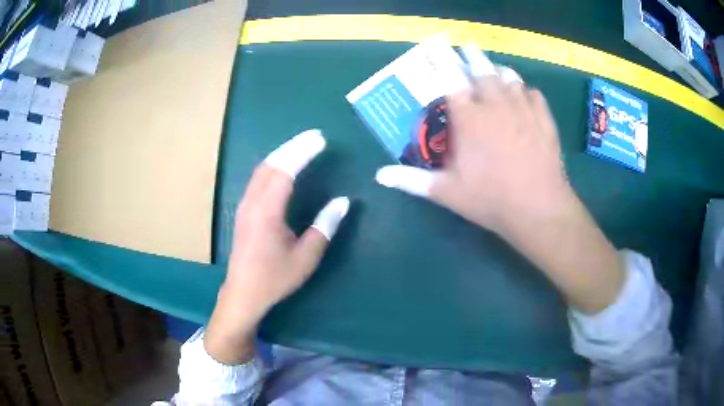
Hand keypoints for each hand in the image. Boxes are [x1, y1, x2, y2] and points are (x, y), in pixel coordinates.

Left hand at [204, 130, 349, 363]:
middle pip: (270, 164)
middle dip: (292, 146)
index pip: (285, 172)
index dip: (302, 152)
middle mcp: (252, 203)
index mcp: (267, 212)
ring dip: (281, 154)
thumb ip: (324, 227)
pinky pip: (258, 179)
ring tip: (301, 146)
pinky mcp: (243, 211)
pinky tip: (282, 167)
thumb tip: (343, 201)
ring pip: (261, 170)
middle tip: (314, 137)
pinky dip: (273, 166)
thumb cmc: (274, 278)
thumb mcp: (306, 258)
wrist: (243, 293)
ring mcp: (244, 205)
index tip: (320, 140)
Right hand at [376, 47, 573, 237]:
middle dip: (473, 56)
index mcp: (469, 118)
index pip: (451, 79)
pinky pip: (533, 93)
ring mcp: (523, 109)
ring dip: (499, 70)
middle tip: (468, 48)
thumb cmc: (490, 199)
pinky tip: (524, 94)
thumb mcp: (447, 192)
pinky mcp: (544, 119)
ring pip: (509, 77)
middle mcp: (495, 105)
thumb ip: (412, 180)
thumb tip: (379, 175)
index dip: (443, 61)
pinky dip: (525, 90)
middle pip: (482, 69)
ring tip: (495, 70)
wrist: (539, 209)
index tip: (440, 49)